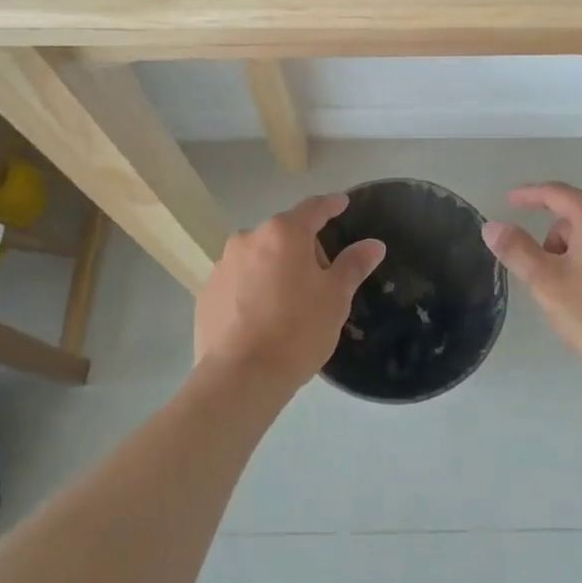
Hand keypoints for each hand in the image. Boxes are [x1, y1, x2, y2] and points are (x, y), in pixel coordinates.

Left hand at [195, 193, 385, 391]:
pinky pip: (238, 281)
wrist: (240, 378)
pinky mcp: (207, 293)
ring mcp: (223, 265)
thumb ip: (354, 265)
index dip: (331, 206)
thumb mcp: (336, 297)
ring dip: (275, 268)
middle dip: (304, 248)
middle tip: (320, 279)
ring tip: (289, 302)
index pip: (313, 208)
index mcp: (284, 233)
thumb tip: (374, 244)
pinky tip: (262, 318)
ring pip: (259, 256)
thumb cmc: (297, 330)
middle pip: (284, 234)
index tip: (342, 204)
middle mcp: (249, 239)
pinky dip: (253, 288)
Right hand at [482, 183, 581, 390]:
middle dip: (554, 240)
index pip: (557, 194)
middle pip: (577, 217)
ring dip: (574, 254)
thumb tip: (492, 226)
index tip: (509, 201)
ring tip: (569, 294)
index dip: (529, 196)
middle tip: (543, 276)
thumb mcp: (547, 283)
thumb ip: (517, 249)